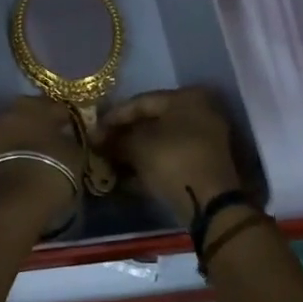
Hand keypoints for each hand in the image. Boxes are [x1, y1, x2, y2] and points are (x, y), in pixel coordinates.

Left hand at [0, 96, 84, 226]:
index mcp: (39, 104)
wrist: (14, 199)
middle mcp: (13, 109)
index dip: (68, 120)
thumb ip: (71, 140)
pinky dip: (14, 149)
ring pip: (15, 126)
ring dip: (26, 136)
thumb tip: (68, 137)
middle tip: (56, 141)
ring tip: (40, 154)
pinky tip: (26, 162)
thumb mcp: (75, 155)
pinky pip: (5, 143)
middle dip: (42, 123)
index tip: (74, 132)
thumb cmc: (52, 170)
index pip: (58, 107)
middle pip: (32, 112)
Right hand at [101, 87, 243, 222]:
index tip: (92, 130)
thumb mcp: (137, 146)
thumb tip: (97, 139)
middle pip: (151, 122)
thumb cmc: (172, 160)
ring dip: (133, 152)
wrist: (210, 203)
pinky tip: (125, 177)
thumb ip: (115, 139)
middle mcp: (199, 113)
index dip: (113, 117)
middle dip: (123, 136)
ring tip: (108, 163)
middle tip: (99, 146)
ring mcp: (204, 140)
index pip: (140, 102)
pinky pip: (170, 158)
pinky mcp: (203, 165)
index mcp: (186, 98)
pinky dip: (148, 165)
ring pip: (160, 142)